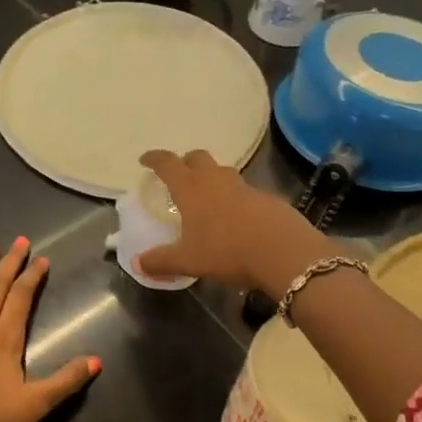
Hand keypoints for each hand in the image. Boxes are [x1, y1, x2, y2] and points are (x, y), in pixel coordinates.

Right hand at [135, 150, 335, 295]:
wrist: (283, 252)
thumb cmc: (227, 252)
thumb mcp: (189, 261)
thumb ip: (162, 261)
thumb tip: (138, 263)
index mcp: (192, 189)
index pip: (168, 164)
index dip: (155, 159)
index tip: (145, 160)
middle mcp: (216, 180)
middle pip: (197, 158)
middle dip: (185, 162)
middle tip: (178, 176)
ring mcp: (244, 186)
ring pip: (222, 172)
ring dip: (211, 177)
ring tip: (206, 197)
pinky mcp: (266, 198)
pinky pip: (243, 191)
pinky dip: (233, 197)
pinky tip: (235, 218)